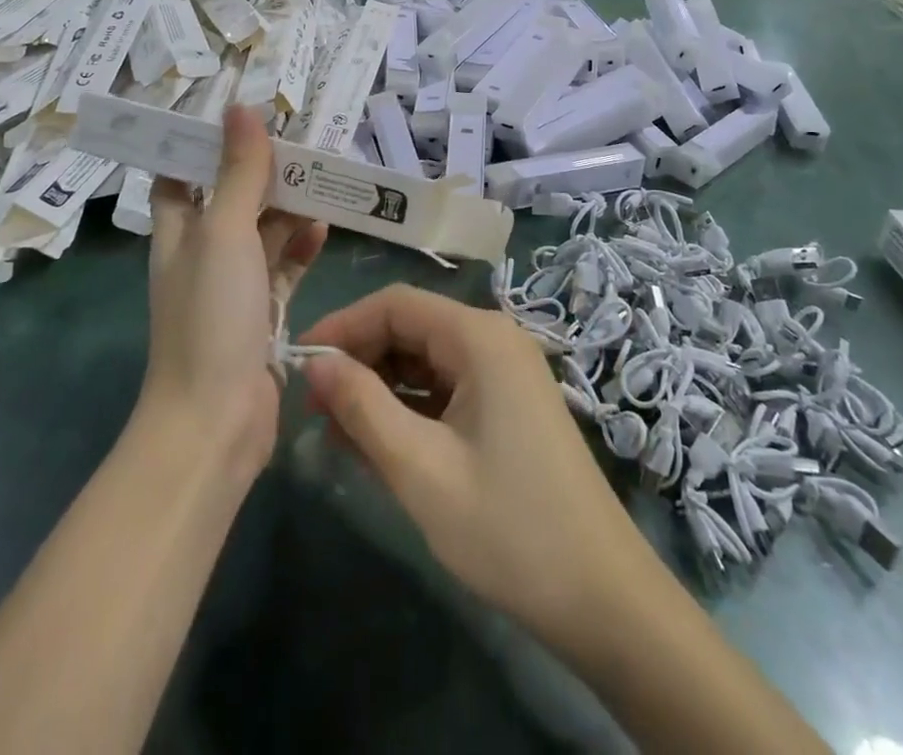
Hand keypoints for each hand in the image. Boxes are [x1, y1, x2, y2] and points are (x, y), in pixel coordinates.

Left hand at [144, 107, 327, 481]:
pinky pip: (283, 268)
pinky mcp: (262, 314)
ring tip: (323, 177)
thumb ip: (237, 174)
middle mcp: (201, 253)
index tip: (239, 114)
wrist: (216, 421)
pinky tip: (324, 229)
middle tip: (303, 139)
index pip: (180, 174)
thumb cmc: (210, 316)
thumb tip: (240, 108)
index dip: (201, 143)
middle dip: (262, 171)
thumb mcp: (224, 233)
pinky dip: (301, 248)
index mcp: (178, 231)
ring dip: (288, 207)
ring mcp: (232, 286)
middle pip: (230, 198)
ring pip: (262, 232)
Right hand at [299, 286, 662, 656]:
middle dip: (359, 360)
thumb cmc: (508, 528)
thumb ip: (362, 407)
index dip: (342, 326)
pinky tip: (379, 444)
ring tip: (337, 432)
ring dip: (380, 388)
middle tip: (313, 408)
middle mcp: (494, 340)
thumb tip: (315, 365)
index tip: (299, 365)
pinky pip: (446, 389)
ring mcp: (505, 373)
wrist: (603, 598)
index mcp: (479, 337)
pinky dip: (409, 408)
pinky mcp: (509, 405)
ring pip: (426, 360)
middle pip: (411, 327)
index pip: (395, 304)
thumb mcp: (420, 468)